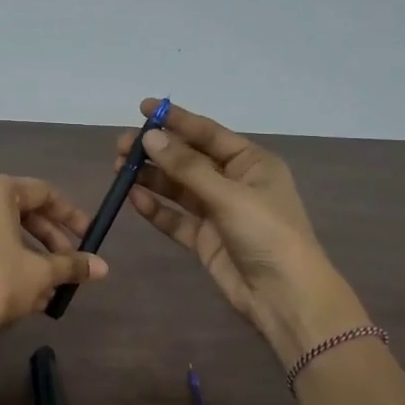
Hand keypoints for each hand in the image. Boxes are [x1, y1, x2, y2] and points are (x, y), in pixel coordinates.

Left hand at [0, 174, 107, 351]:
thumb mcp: (40, 273)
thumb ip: (72, 265)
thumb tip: (103, 268)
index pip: (43, 192)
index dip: (70, 216)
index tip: (88, 238)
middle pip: (20, 210)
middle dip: (49, 240)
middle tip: (68, 264)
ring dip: (28, 256)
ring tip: (47, 288)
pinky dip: (3, 260)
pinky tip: (20, 293)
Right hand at [118, 98, 366, 361]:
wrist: (285, 297)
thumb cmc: (267, 234)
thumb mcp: (229, 195)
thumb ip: (187, 167)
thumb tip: (150, 137)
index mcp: (251, 163)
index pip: (208, 133)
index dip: (176, 120)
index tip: (143, 108)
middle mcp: (234, 182)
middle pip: (188, 159)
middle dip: (157, 151)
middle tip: (121, 147)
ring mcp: (218, 212)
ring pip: (178, 188)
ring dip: (151, 178)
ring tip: (119, 171)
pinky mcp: (205, 240)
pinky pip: (175, 218)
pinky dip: (156, 208)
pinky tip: (134, 199)